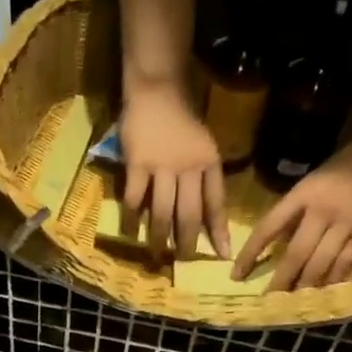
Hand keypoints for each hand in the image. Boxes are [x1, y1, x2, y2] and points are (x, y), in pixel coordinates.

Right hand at [119, 83, 230, 264]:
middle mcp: (189, 167)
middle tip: (180, 261)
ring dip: (158, 237)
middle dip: (185, 243)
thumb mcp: (202, 146)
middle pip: (188, 215)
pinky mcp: (138, 164)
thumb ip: (203, 177)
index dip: (219, 231)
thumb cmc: (181, 119)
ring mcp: (162, 166)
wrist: (157, 89)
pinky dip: (131, 219)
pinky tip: (129, 232)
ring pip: (162, 212)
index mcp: (209, 163)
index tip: (222, 255)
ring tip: (155, 254)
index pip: (216, 204)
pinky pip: (135, 200)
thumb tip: (202, 215)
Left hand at [233, 139, 351, 291]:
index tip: (236, 275)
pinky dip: (332, 281)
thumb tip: (272, 248)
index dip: (250, 253)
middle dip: (280, 281)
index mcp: (302, 194)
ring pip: (319, 264)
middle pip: (295, 254)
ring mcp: (345, 223)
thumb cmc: (342, 169)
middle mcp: (321, 210)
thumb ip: (292, 213)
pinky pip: (345, 264)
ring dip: (304, 286)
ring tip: (291, 303)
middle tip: (267, 301)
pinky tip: (322, 294)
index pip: (268, 227)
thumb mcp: (310, 183)